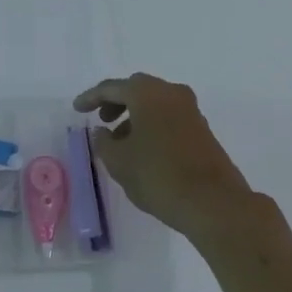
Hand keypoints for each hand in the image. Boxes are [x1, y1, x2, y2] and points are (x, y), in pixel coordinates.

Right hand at [73, 74, 254, 241]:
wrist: (214, 203)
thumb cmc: (159, 176)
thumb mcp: (119, 162)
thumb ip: (103, 142)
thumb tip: (102, 132)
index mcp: (147, 93)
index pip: (112, 87)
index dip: (91, 98)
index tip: (77, 109)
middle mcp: (171, 93)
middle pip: (136, 89)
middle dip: (116, 102)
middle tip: (101, 120)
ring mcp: (190, 110)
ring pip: (154, 103)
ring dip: (134, 116)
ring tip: (120, 142)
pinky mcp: (202, 130)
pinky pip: (169, 117)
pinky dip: (152, 125)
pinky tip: (143, 150)